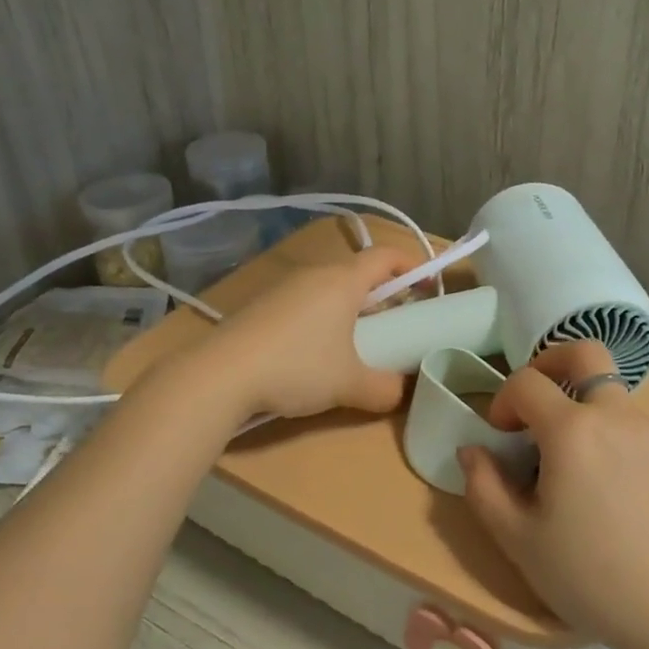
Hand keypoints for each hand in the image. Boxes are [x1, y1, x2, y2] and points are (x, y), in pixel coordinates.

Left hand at [199, 247, 411, 419]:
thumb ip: (385, 388)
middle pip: (357, 272)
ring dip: (350, 308)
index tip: (428, 288)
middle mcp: (313, 275)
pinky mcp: (261, 308)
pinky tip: (316, 353)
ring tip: (358, 342)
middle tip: (396, 323)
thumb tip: (401, 392)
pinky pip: (304, 303)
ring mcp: (283, 289)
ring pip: (329, 289)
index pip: (385, 256)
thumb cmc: (297, 367)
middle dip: (383, 294)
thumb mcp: (350, 384)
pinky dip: (322, 319)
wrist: (220, 375)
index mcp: (342, 281)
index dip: (412, 265)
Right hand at [458, 340, 648, 648]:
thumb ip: (482, 486)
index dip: (503, 400)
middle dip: (550, 362)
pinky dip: (610, 432)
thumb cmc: (589, 576)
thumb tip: (472, 450)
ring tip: (571, 459)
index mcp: (572, 430)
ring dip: (582, 405)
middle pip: (585, 353)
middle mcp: (615, 416)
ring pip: (610, 391)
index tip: (499, 435)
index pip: (526, 382)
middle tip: (535, 401)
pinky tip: (608, 484)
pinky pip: (633, 424)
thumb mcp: (518, 539)